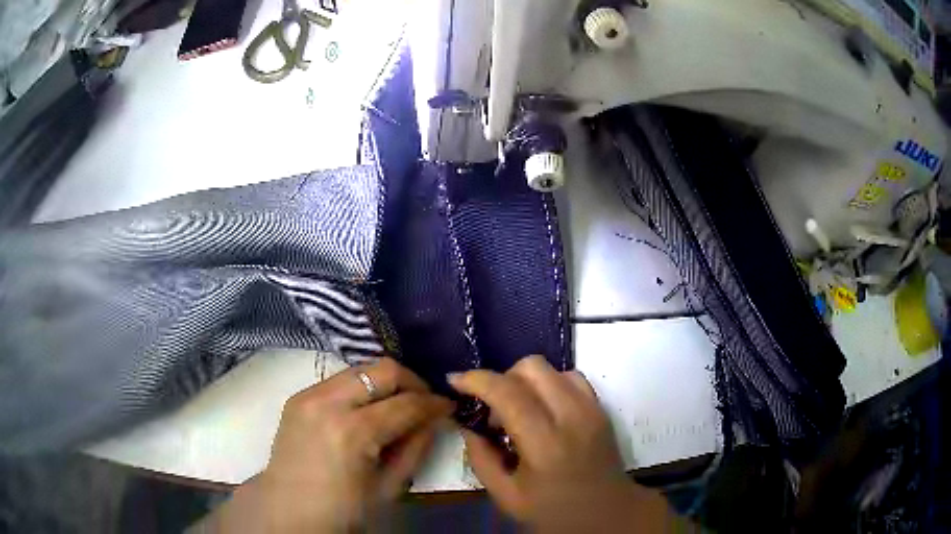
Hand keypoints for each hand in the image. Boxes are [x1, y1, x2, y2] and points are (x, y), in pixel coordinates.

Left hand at [211, 357, 453, 532]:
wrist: (288, 509)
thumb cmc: (343, 509)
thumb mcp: (389, 486)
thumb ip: (416, 447)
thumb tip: (435, 417)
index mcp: (352, 432)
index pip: (406, 404)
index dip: (434, 403)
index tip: (449, 407)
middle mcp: (328, 403)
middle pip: (383, 370)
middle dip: (413, 382)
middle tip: (425, 401)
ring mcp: (308, 395)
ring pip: (361, 368)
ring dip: (386, 382)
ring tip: (398, 404)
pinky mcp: (299, 395)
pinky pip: (340, 379)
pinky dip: (361, 388)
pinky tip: (367, 409)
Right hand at [449, 355, 674, 532]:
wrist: (609, 513)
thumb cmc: (555, 513)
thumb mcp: (507, 496)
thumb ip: (481, 459)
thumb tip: (467, 425)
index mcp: (545, 444)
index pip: (508, 393)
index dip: (476, 380)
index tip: (454, 381)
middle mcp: (572, 417)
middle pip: (531, 367)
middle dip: (502, 378)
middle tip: (493, 411)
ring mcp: (591, 409)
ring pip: (552, 368)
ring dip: (526, 381)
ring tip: (519, 412)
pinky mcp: (601, 408)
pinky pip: (571, 377)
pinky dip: (550, 384)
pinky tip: (543, 410)